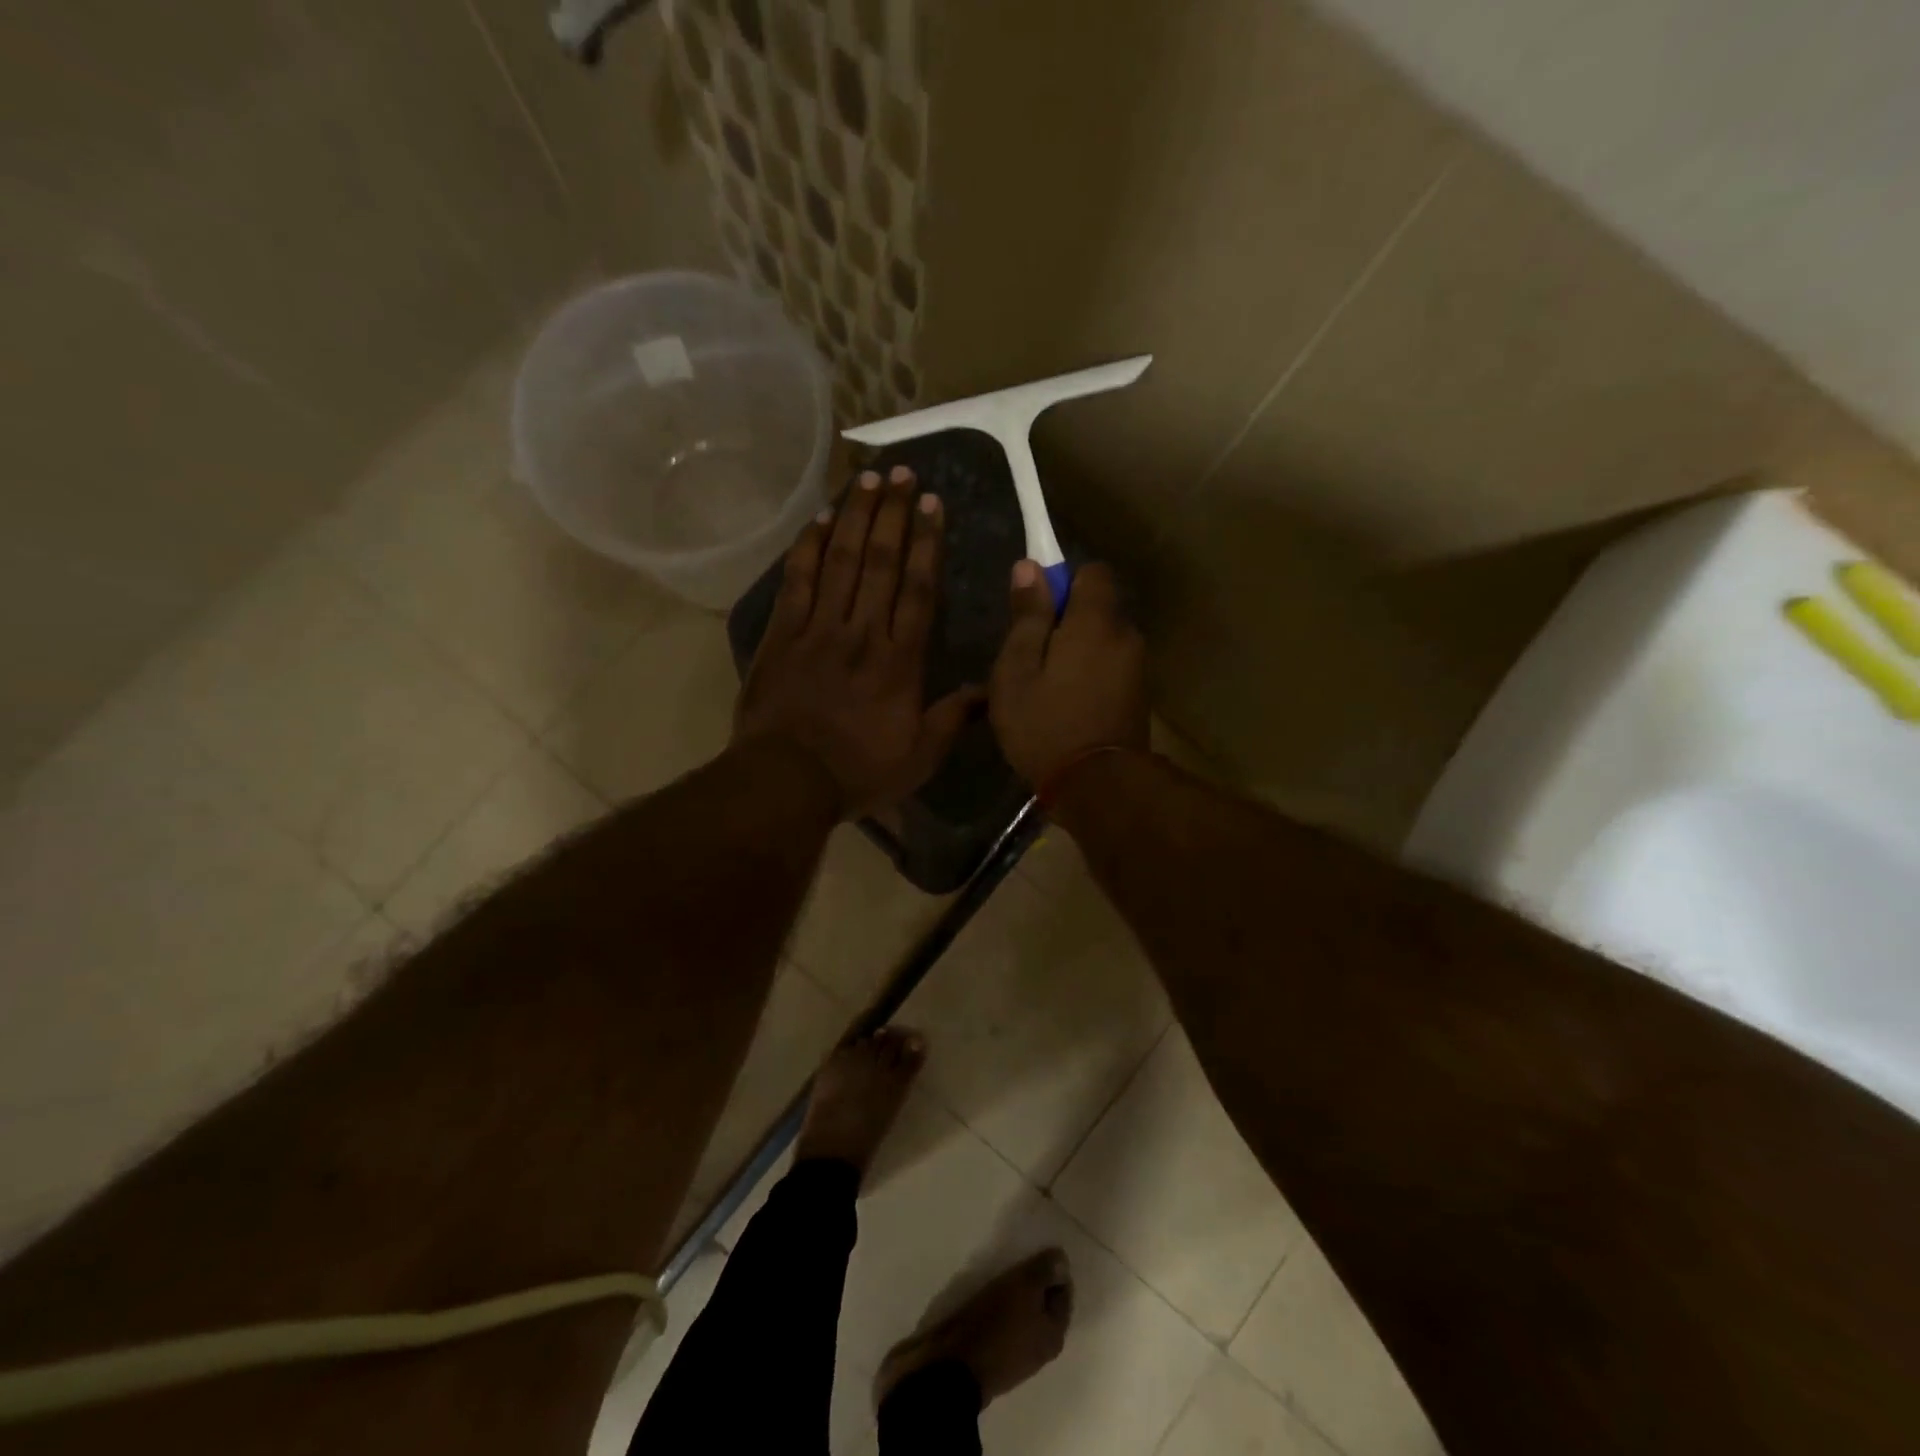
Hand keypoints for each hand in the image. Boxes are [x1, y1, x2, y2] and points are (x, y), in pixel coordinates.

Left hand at [735, 466, 981, 817]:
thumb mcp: (920, 757)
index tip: (934, 504)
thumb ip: (953, 718)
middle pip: (881, 562)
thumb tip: (989, 690)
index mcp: (900, 660)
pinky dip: (807, 546)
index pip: (920, 589)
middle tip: (903, 473)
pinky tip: (819, 517)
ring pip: (841, 560)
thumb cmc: (858, 771)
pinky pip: (797, 580)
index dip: (929, 543)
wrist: (786, 781)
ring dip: (856, 516)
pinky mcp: (782, 634)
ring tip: (868, 478)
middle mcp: (863, 632)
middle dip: (894, 514)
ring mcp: (819, 629)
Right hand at [989, 560, 1147, 786]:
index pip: (1092, 572)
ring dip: (1079, 652)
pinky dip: (1091, 674)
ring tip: (1047, 688)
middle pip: (1098, 609)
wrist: (1098, 787)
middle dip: (1067, 622)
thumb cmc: (1046, 725)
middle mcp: (1126, 635)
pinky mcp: (1140, 695)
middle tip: (1032, 658)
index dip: (1063, 582)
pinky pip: (1111, 666)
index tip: (1038, 612)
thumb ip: (1026, 617)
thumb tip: (1030, 566)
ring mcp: (1138, 667)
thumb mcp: (1017, 671)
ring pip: (1103, 641)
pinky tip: (1069, 706)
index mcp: (1096, 622)